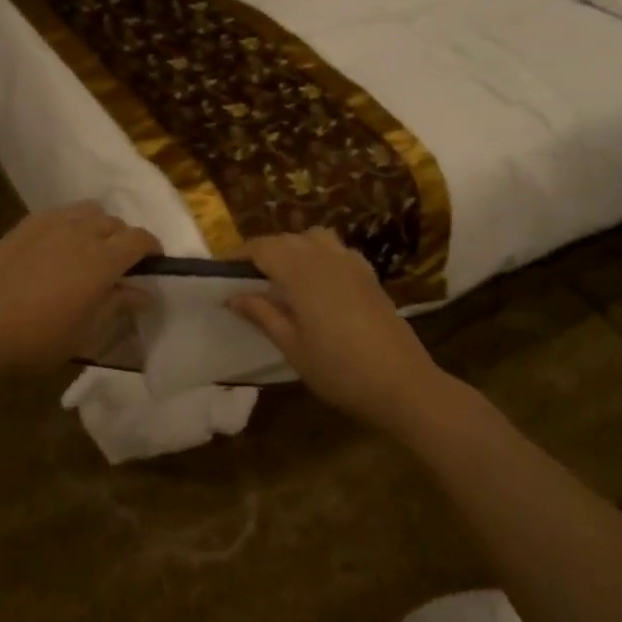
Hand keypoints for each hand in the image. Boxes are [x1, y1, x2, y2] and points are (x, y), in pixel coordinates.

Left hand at [0, 204, 159, 374]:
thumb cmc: (38, 338)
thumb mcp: (86, 332)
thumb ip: (117, 305)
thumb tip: (144, 292)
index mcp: (102, 260)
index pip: (140, 239)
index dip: (152, 249)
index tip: (152, 264)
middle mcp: (81, 233)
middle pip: (115, 223)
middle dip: (124, 240)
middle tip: (118, 265)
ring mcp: (51, 224)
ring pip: (88, 211)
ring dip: (98, 226)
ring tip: (89, 248)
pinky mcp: (26, 225)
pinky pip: (60, 212)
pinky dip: (71, 222)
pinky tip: (60, 243)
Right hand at [227, 228, 444, 427]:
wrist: (401, 383)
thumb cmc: (337, 368)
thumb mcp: (291, 345)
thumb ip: (261, 313)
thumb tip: (231, 296)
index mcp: (300, 271)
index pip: (262, 247)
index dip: (238, 255)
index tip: (221, 271)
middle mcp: (325, 256)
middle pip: (286, 239)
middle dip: (263, 252)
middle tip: (245, 278)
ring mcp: (351, 263)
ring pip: (314, 239)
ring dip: (294, 248)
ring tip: (282, 276)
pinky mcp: (369, 275)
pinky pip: (337, 251)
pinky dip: (320, 256)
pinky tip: (318, 283)